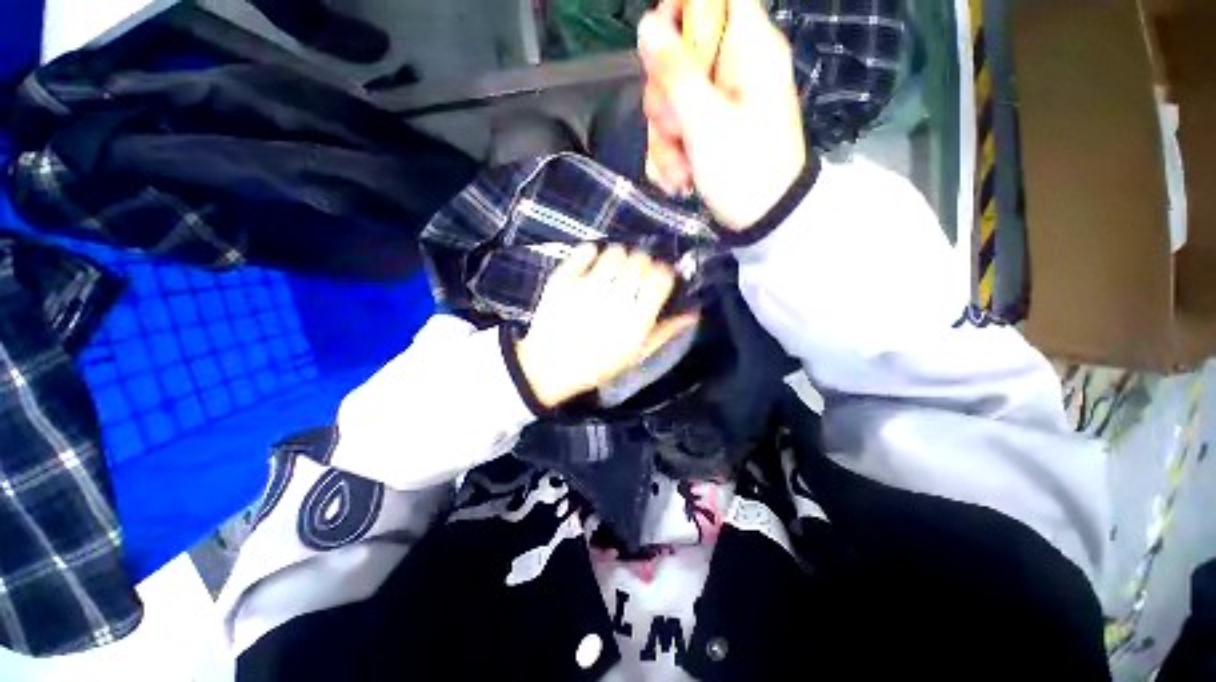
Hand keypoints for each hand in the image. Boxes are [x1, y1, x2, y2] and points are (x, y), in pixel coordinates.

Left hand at [516, 244, 699, 408]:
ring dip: (620, 257)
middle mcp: (616, 296)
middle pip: (641, 260)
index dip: (663, 273)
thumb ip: (665, 332)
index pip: (661, 277)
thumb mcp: (635, 356)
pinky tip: (592, 263)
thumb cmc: (598, 365)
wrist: (550, 367)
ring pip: (616, 251)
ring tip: (613, 272)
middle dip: (643, 265)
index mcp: (637, 318)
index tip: (657, 278)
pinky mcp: (565, 279)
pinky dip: (592, 252)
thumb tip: (692, 312)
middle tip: (633, 277)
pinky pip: (585, 250)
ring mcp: (589, 285)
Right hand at [638, 0, 807, 231]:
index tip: (661, 48)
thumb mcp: (707, 123)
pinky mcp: (706, 131)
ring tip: (681, 171)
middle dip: (665, 99)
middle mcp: (731, 68)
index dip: (680, 10)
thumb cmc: (745, 170)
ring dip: (665, 141)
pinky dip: (671, 157)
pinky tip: (680, 179)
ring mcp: (717, 103)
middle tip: (677, 130)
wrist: (764, 219)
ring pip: (670, 100)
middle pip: (678, 54)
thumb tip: (648, 25)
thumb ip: (676, 74)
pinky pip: (674, 130)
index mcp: (747, 48)